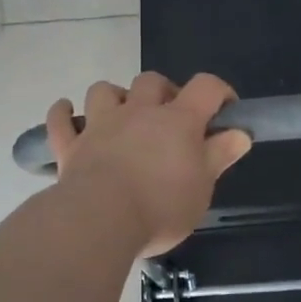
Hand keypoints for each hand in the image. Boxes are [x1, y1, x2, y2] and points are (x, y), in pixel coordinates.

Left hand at [45, 73, 251, 256]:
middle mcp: (138, 112)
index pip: (205, 87)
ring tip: (122, 116)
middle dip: (164, 92)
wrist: (101, 220)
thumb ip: (219, 155)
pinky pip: (61, 121)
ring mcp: (100, 126)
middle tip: (171, 118)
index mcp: (177, 120)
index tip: (225, 111)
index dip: (219, 91)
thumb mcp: (203, 187)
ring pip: (104, 91)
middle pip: (151, 81)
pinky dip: (63, 113)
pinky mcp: (71, 146)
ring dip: (115, 96)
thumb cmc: (161, 207)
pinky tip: (67, 112)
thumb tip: (239, 132)